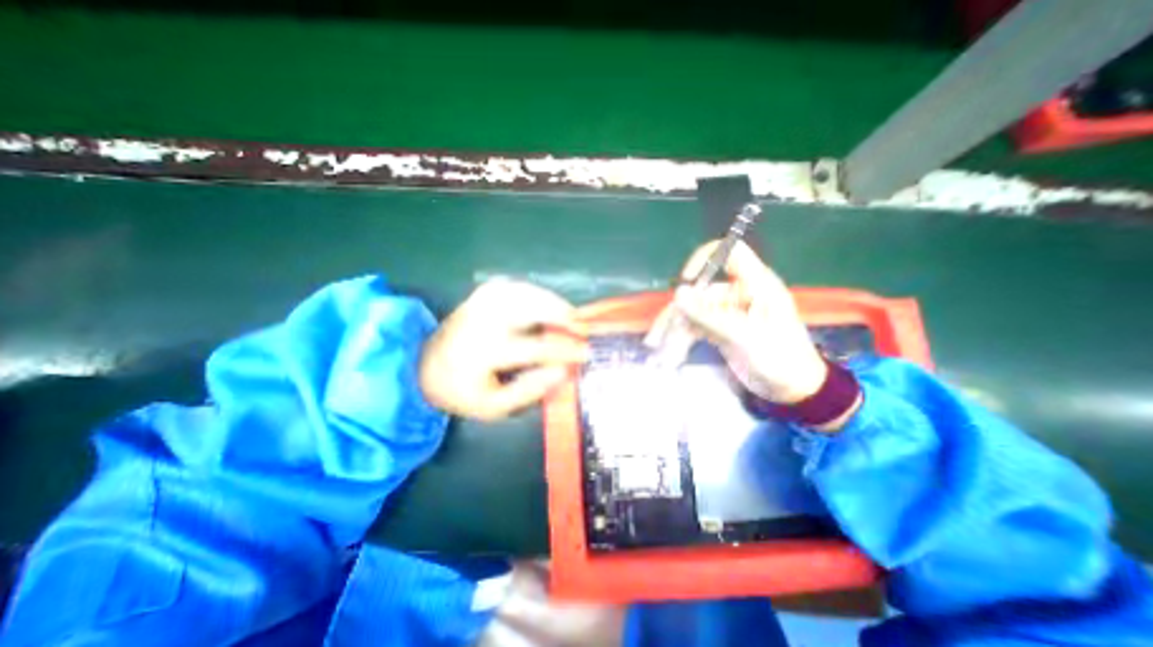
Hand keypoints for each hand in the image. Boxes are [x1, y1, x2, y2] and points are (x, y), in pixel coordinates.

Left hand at [419, 278, 589, 421]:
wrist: (426, 366)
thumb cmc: (463, 390)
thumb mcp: (494, 406)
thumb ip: (530, 389)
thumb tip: (563, 370)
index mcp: (485, 351)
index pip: (536, 347)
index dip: (565, 350)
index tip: (586, 353)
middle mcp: (484, 320)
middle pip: (531, 307)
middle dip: (562, 314)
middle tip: (581, 326)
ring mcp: (481, 301)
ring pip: (526, 291)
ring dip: (552, 301)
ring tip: (569, 315)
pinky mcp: (482, 294)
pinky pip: (516, 286)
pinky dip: (536, 292)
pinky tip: (546, 303)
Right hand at [668, 240, 829, 403]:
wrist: (793, 390)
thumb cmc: (779, 359)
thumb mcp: (743, 337)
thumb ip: (709, 315)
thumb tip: (677, 293)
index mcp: (755, 284)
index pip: (730, 253)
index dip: (706, 258)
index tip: (687, 279)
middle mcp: (739, 293)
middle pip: (700, 291)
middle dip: (678, 314)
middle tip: (658, 338)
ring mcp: (728, 312)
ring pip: (694, 311)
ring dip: (675, 329)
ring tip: (660, 352)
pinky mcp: (721, 328)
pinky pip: (695, 327)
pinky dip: (682, 338)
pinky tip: (671, 354)